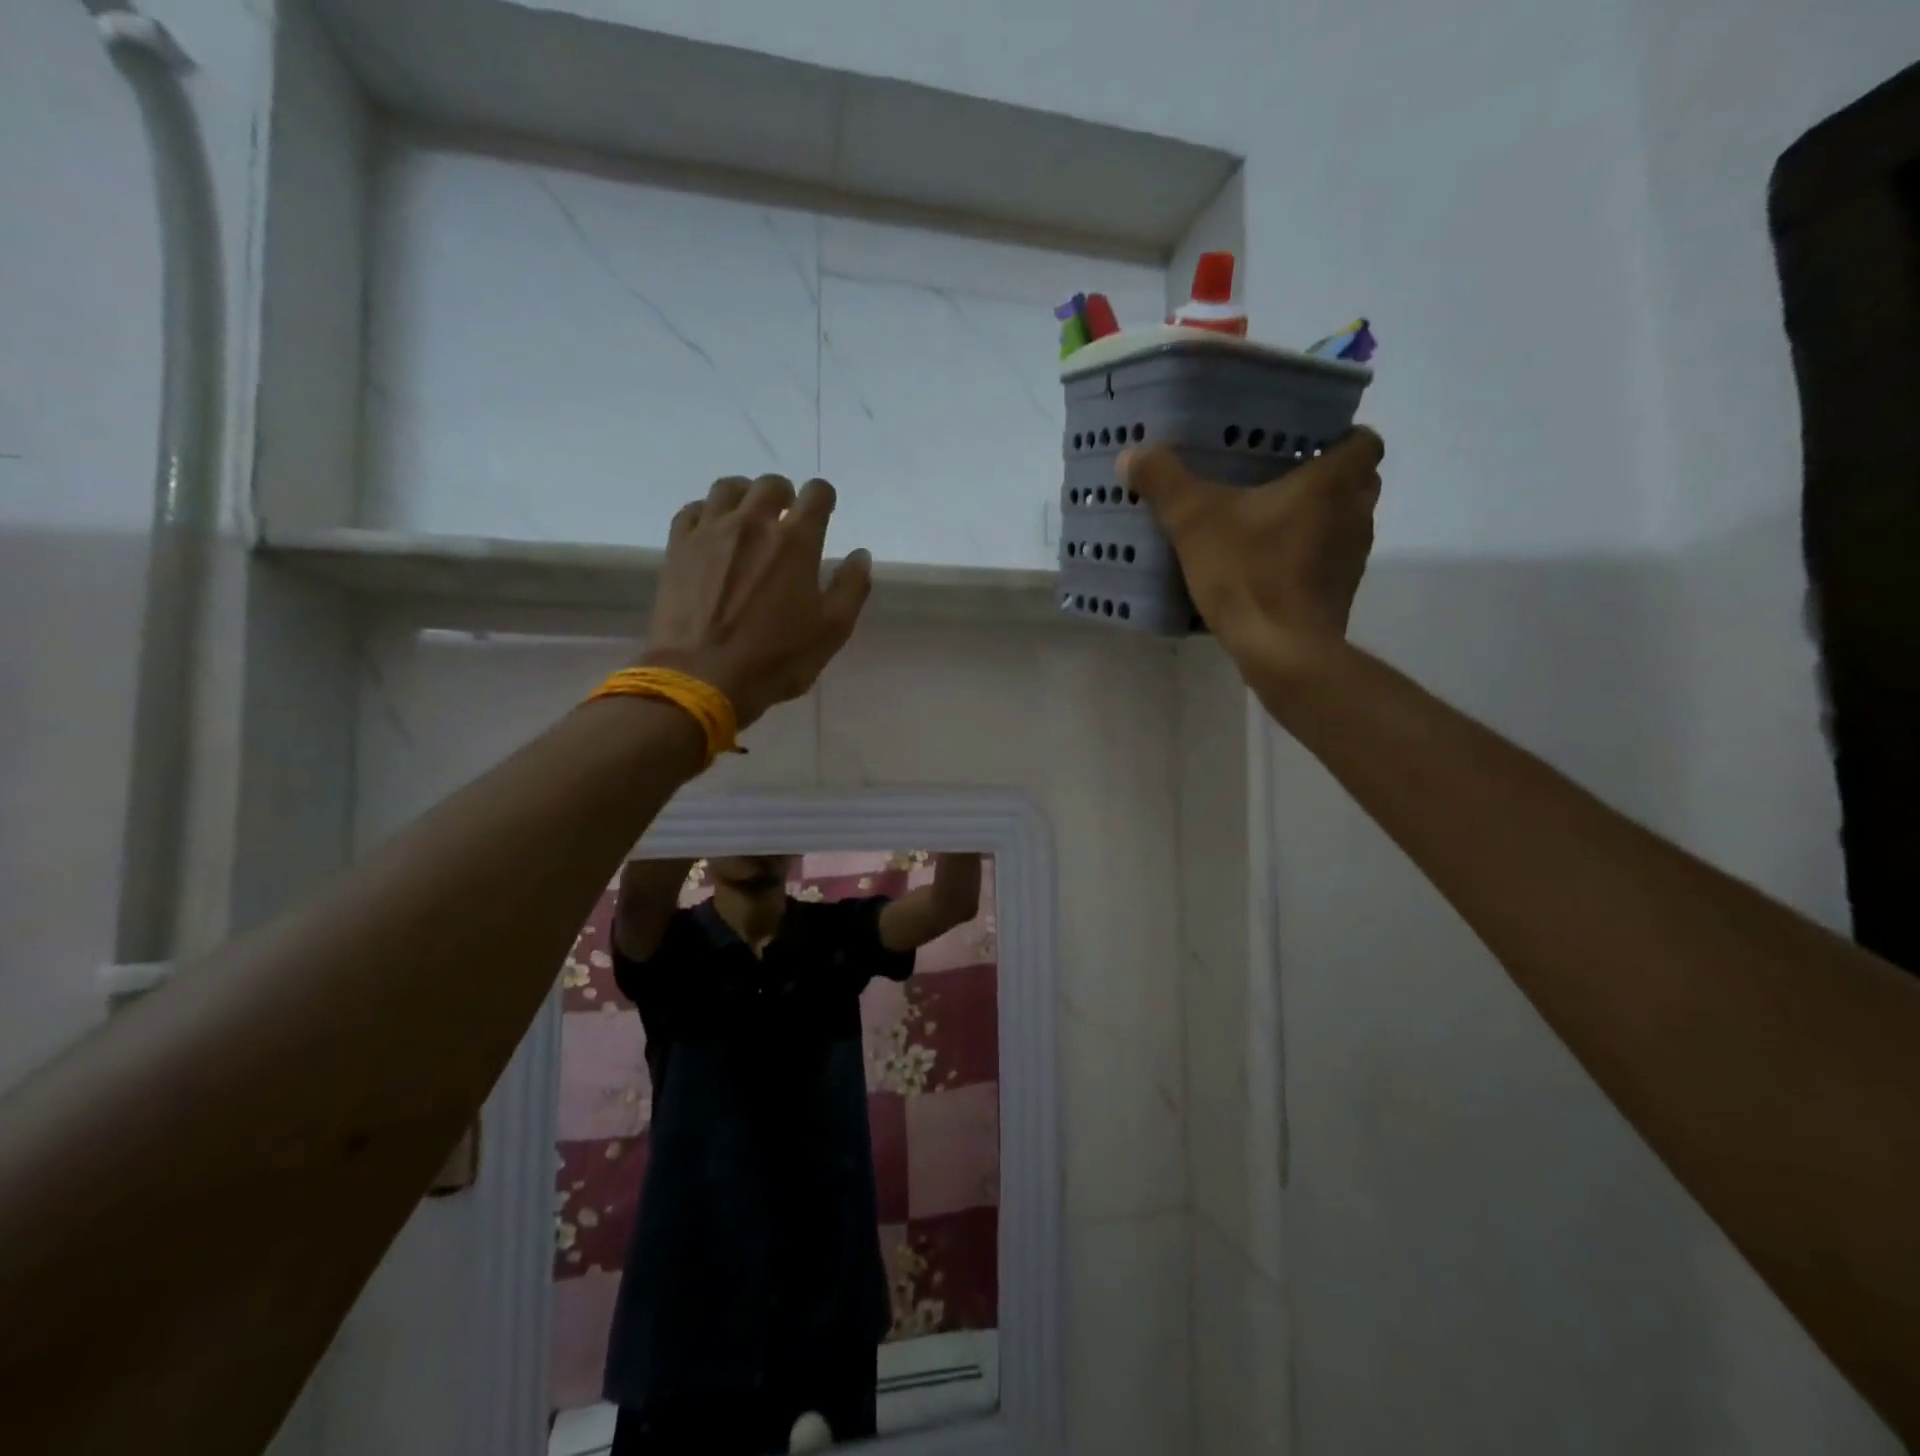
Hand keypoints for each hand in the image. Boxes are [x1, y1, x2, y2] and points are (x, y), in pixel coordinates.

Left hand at [643, 475, 871, 727]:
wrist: (703, 677)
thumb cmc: (776, 658)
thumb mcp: (832, 631)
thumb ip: (851, 588)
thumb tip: (860, 555)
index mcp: (796, 541)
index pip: (817, 493)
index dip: (824, 498)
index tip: (825, 511)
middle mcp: (753, 523)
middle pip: (770, 484)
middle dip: (785, 495)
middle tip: (787, 518)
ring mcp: (710, 531)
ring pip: (728, 488)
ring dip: (745, 496)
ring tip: (749, 519)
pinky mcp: (678, 547)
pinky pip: (693, 509)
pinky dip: (708, 512)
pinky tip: (713, 532)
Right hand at [1121, 428, 1384, 682]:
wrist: (1282, 651)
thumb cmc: (1248, 574)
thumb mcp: (1194, 522)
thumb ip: (1165, 483)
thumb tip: (1132, 453)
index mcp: (1332, 483)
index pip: (1364, 441)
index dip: (1341, 436)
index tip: (1307, 443)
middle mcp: (1356, 514)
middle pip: (1357, 482)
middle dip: (1326, 478)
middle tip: (1280, 479)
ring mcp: (1353, 558)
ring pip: (1345, 523)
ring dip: (1318, 520)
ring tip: (1270, 524)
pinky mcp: (1340, 593)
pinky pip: (1330, 561)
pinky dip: (1309, 558)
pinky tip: (1269, 568)